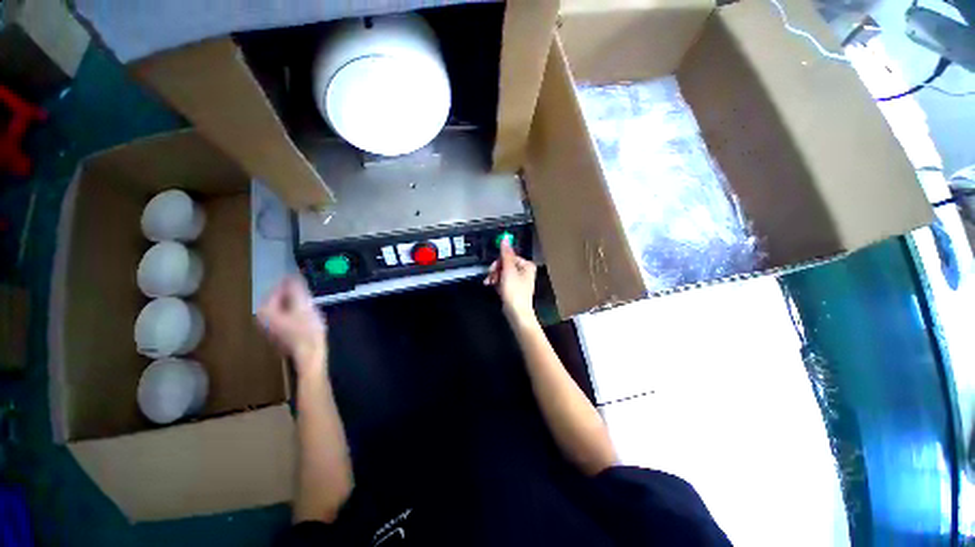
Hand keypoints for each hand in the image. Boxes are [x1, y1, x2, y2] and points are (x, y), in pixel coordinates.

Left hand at [258, 276, 326, 376]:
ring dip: (297, 304)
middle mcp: (263, 319)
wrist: (310, 355)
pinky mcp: (280, 334)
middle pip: (281, 299)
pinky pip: (288, 317)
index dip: (292, 284)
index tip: (305, 282)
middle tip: (309, 294)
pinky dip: (297, 313)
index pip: (278, 289)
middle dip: (295, 295)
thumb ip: (296, 289)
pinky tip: (309, 317)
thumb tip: (293, 275)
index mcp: (265, 310)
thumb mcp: (303, 305)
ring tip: (311, 304)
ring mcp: (271, 328)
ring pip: (285, 308)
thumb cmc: (306, 330)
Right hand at [484, 240, 536, 321]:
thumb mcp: (508, 270)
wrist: (516, 312)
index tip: (492, 268)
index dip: (499, 262)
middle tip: (491, 277)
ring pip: (503, 273)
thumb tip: (505, 238)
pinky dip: (497, 283)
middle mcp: (524, 272)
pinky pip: (503, 282)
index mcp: (527, 265)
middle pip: (505, 265)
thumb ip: (506, 254)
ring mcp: (519, 281)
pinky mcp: (513, 290)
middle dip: (496, 270)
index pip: (509, 257)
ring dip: (495, 277)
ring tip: (490, 283)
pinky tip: (493, 287)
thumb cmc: (514, 291)